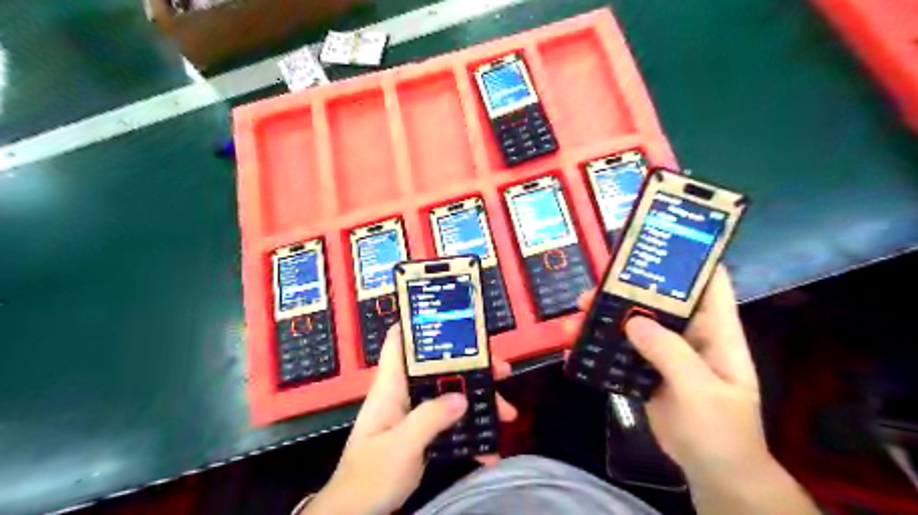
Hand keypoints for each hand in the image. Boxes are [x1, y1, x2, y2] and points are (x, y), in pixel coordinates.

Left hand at [301, 326, 514, 514]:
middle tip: (501, 370)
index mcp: (391, 387)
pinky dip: (470, 434)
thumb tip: (463, 398)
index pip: (398, 342)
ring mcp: (415, 415)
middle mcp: (404, 394)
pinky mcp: (423, 435)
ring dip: (478, 402)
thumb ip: (429, 418)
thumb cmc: (369, 475)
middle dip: (471, 367)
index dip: (418, 324)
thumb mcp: (400, 445)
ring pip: (450, 395)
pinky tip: (489, 449)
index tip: (451, 317)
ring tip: (507, 412)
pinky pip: (450, 425)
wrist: (356, 514)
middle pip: (438, 368)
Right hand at [568, 268, 768, 480]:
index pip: (709, 284)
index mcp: (717, 332)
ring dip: (607, 318)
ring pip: (635, 325)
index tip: (655, 243)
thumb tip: (632, 321)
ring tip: (578, 315)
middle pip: (659, 301)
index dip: (689, 260)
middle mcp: (691, 336)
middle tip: (595, 286)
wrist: (712, 474)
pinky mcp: (647, 371)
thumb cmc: (721, 431)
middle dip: (628, 290)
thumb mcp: (700, 391)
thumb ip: (670, 354)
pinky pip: (622, 352)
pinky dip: (602, 347)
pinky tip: (578, 346)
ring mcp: (667, 354)